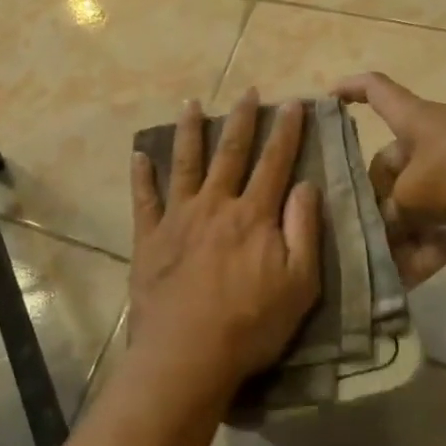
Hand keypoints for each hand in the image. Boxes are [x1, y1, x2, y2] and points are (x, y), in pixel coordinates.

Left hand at [129, 91, 322, 396]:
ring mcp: (178, 217)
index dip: (286, 131)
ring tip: (191, 103)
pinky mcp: (149, 237)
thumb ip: (304, 231)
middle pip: (231, 153)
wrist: (187, 353)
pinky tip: (139, 154)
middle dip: (242, 119)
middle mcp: (215, 205)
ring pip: (186, 163)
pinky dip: (141, 175)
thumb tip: (307, 185)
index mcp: (254, 215)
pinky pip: (144, 198)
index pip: (275, 163)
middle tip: (248, 91)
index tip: (293, 103)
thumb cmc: (251, 324)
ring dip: (190, 131)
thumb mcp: (299, 284)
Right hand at [334, 72, 445, 286]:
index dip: (349, 90)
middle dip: (371, 199)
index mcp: (412, 120)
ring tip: (372, 264)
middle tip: (349, 230)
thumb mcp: (413, 193)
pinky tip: (405, 282)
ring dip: (398, 234)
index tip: (325, 101)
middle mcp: (430, 143)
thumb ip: (390, 214)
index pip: (375, 90)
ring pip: (416, 204)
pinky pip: (443, 228)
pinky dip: (427, 251)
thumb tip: (382, 231)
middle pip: (389, 166)